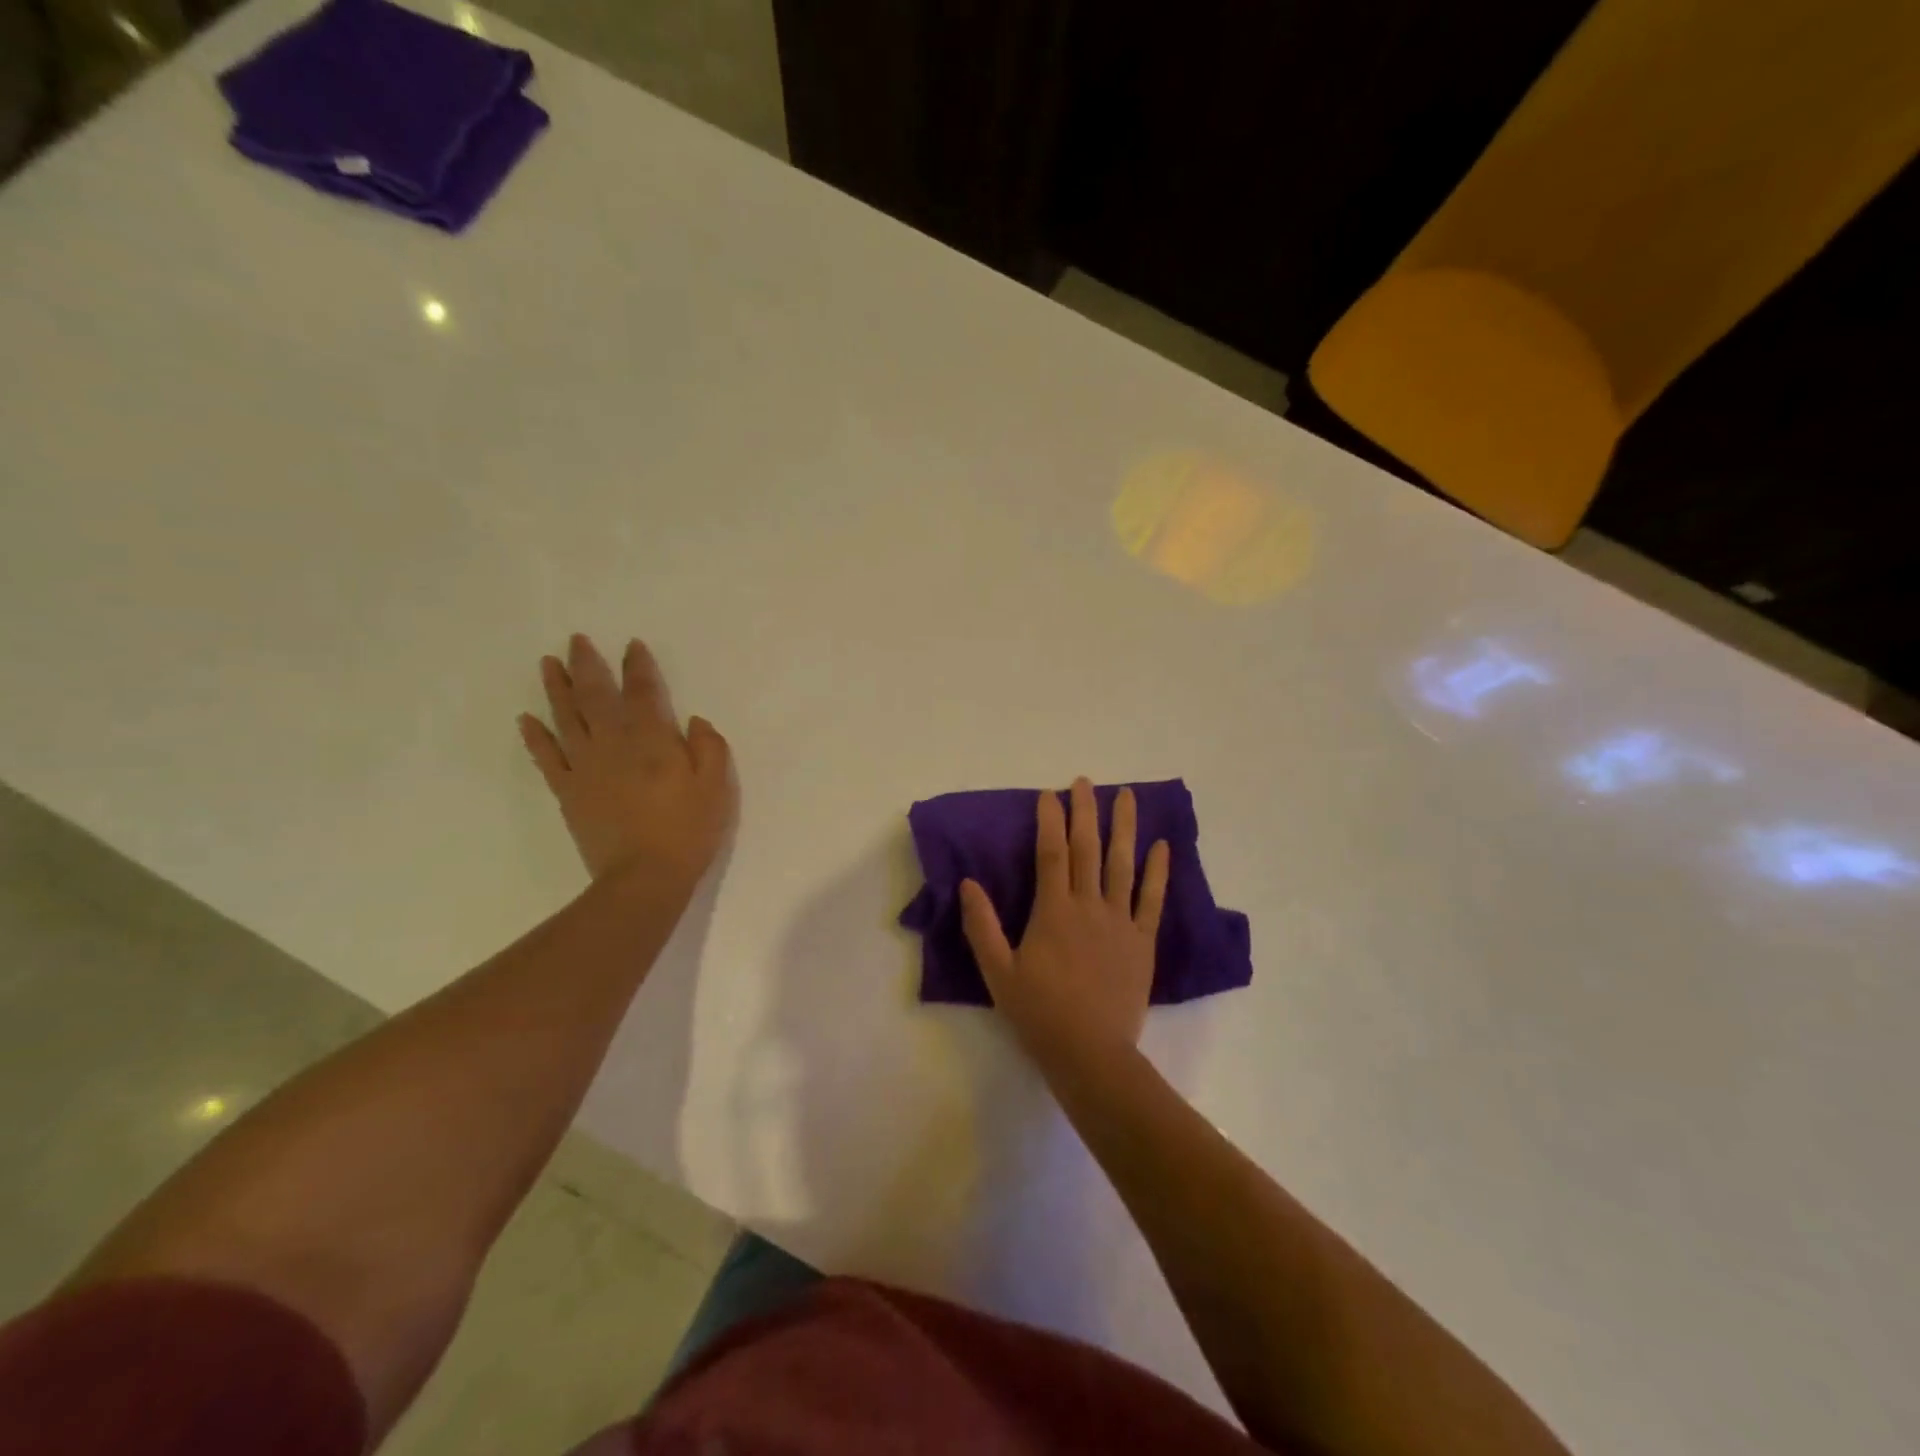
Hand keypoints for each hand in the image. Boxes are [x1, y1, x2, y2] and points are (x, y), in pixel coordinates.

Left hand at [518, 634, 734, 891]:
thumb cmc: (687, 831)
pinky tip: (526, 719)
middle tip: (577, 640)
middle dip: (588, 665)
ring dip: (556, 688)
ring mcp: (585, 766)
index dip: (638, 666)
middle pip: (596, 696)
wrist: (643, 877)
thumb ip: (709, 748)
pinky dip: (535, 736)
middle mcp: (614, 744)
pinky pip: (546, 757)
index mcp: (653, 740)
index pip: (643, 692)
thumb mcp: (716, 787)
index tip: (631, 645)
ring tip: (548, 663)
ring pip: (566, 718)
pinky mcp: (568, 791)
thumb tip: (694, 722)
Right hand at [960, 777, 1169, 1073]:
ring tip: (1127, 796)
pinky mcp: (1142, 941)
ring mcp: (1120, 921)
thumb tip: (968, 884)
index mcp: (1053, 911)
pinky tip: (1162, 846)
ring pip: (1123, 864)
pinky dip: (1158, 871)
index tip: (1049, 794)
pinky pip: (1152, 899)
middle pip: (1088, 849)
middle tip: (1086, 781)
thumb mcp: (998, 972)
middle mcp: (1089, 906)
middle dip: (1085, 811)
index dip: (1050, 820)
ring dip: (1124, 827)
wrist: (1090, 1053)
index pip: (1051, 853)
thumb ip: (982, 926)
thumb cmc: (1039, 1013)